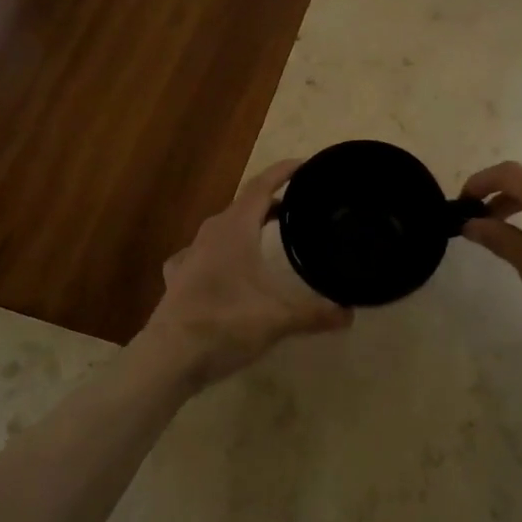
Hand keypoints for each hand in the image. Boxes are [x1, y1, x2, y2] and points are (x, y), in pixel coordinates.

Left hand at [135, 160, 353, 390]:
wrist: (170, 356)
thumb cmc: (227, 323)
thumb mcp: (279, 318)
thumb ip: (316, 313)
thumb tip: (350, 313)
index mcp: (235, 228)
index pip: (261, 186)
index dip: (282, 172)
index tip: (304, 165)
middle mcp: (211, 233)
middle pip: (243, 205)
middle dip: (270, 202)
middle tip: (296, 206)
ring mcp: (190, 254)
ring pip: (222, 228)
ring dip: (245, 226)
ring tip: (266, 235)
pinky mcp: (178, 278)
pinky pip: (202, 254)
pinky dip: (219, 253)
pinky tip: (222, 267)